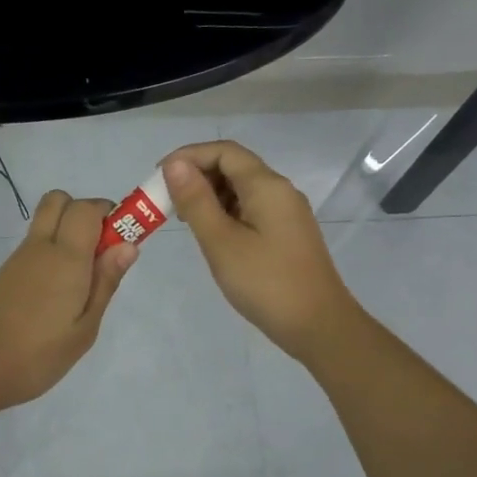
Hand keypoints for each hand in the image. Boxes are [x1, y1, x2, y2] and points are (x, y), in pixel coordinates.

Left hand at [0, 189, 136, 416]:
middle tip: (101, 253)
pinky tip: (58, 294)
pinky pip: (34, 245)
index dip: (110, 214)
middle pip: (60, 201)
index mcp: (65, 257)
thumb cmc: (36, 356)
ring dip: (68, 233)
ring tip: (82, 282)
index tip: (123, 242)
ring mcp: (18, 259)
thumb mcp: (83, 330)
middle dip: (86, 213)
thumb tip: (128, 244)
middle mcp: (40, 247)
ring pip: (46, 222)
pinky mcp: (5, 274)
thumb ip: (105, 283)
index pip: (87, 207)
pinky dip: (52, 252)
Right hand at [162, 141, 360, 362]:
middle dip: (196, 177)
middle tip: (165, 202)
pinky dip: (226, 213)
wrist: (318, 325)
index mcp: (267, 186)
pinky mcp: (287, 234)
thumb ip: (196, 201)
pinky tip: (211, 235)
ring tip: (182, 220)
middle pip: (234, 167)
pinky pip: (251, 210)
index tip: (158, 177)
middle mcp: (280, 191)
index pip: (224, 151)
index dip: (188, 156)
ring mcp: (286, 213)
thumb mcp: (221, 242)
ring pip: (242, 189)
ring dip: (209, 196)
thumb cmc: (265, 283)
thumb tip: (174, 165)